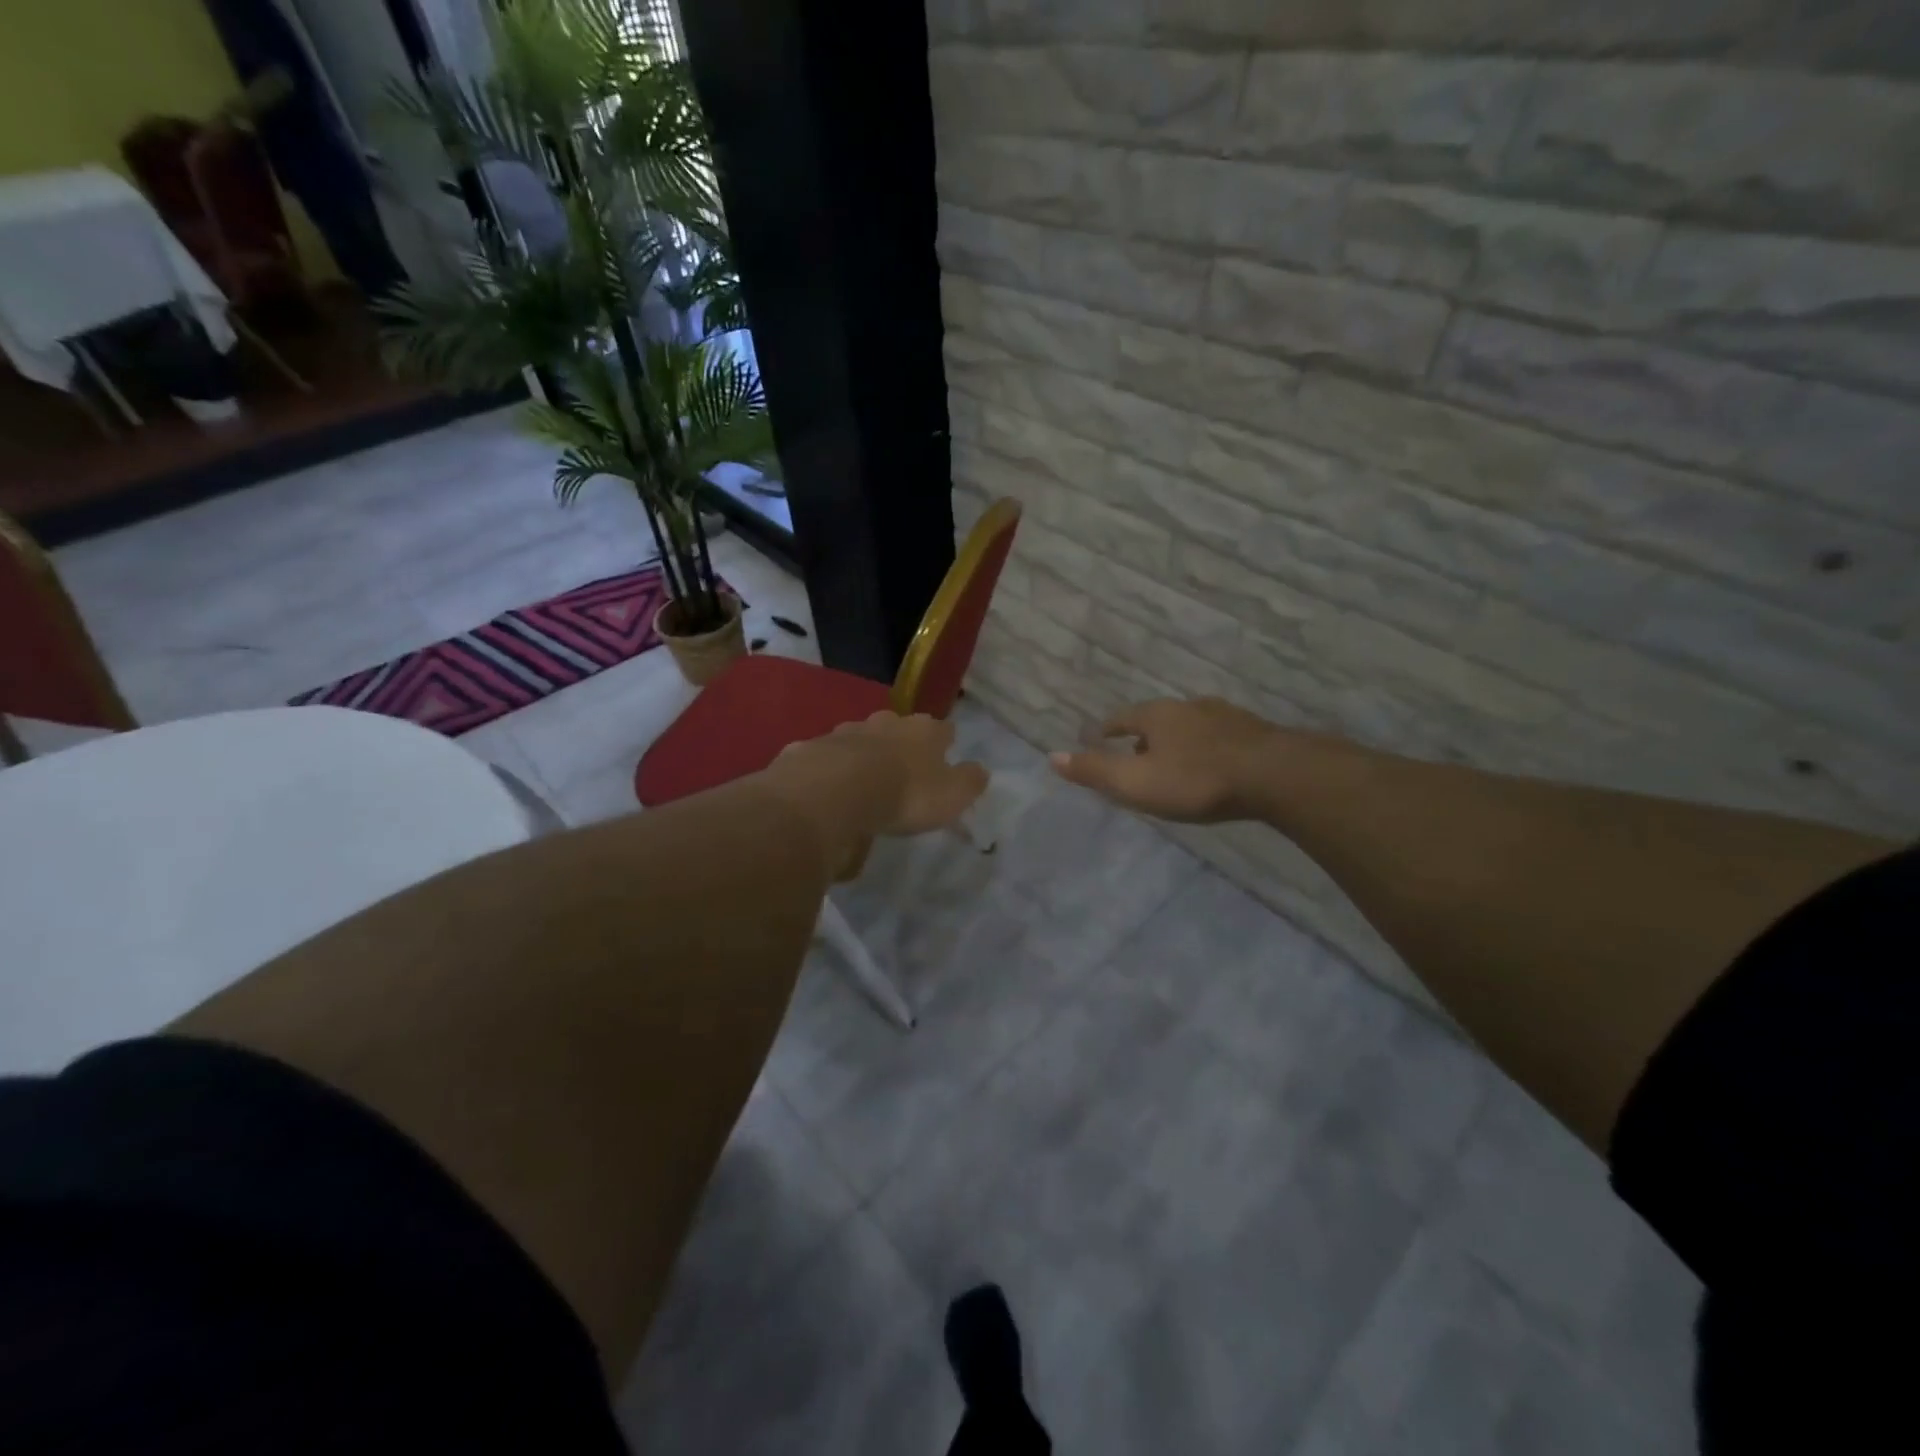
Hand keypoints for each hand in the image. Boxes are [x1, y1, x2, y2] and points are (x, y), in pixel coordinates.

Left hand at [824, 711, 989, 835]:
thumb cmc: (905, 793)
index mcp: (924, 731)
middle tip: (902, 768)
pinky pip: (827, 758)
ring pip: (860, 738)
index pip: (943, 729)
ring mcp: (846, 732)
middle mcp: (886, 722)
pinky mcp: (812, 748)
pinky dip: (830, 770)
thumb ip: (969, 782)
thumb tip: (980, 770)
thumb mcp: (951, 795)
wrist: (835, 791)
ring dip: (864, 755)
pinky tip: (828, 790)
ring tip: (863, 781)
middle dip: (901, 744)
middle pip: (899, 728)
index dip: (945, 742)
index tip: (945, 754)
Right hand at [1051, 697, 1278, 822]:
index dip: (1108, 729)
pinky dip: (1206, 748)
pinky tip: (1213, 765)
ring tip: (1174, 762)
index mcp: (1156, 715)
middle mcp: (1188, 707)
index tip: (1099, 737)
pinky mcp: (1253, 732)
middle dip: (1143, 737)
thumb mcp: (1136, 782)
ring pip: (1190, 726)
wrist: (1274, 775)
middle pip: (1156, 720)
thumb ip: (1095, 771)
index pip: (1122, 718)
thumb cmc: (1196, 780)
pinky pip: (1218, 737)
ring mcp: (1224, 716)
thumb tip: (1051, 756)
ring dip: (1177, 741)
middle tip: (1135, 757)